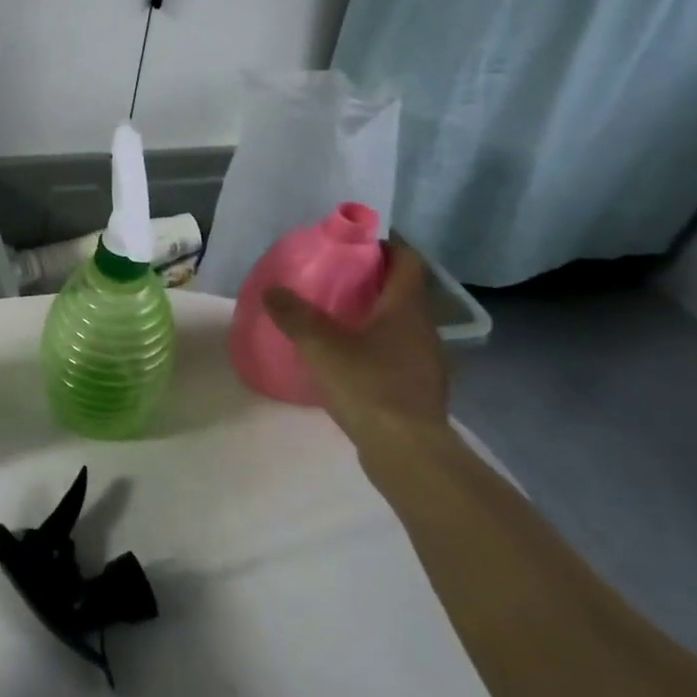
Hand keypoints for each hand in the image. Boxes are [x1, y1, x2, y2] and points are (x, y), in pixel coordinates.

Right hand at [262, 240, 448, 436]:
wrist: (407, 451)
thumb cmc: (368, 385)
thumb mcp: (321, 345)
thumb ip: (295, 315)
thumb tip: (272, 289)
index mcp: (406, 308)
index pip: (407, 261)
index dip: (384, 247)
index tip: (352, 245)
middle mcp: (423, 329)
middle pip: (401, 292)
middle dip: (370, 282)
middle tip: (332, 280)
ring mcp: (425, 361)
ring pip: (399, 325)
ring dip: (372, 317)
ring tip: (334, 319)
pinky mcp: (418, 389)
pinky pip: (396, 354)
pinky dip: (374, 347)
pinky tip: (347, 360)